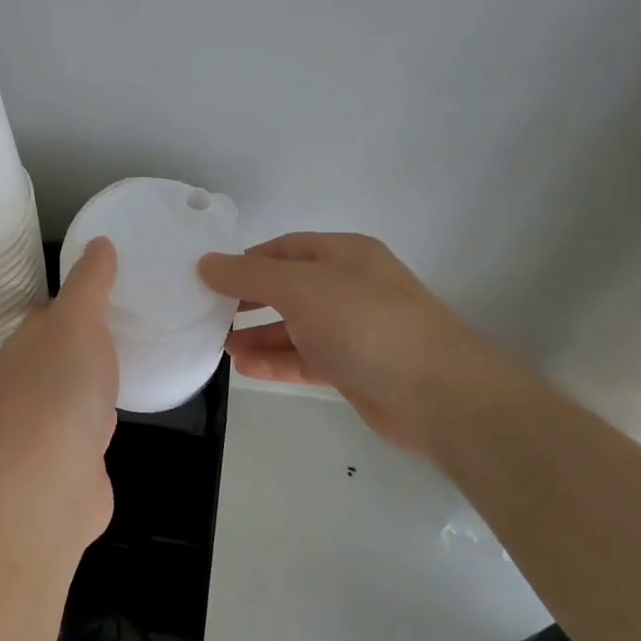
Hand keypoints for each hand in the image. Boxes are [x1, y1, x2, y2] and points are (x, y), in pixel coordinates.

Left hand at [0, 237, 119, 545]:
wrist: (53, 479)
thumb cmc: (62, 389)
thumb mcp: (78, 320)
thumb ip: (89, 282)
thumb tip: (98, 243)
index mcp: (21, 345)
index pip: (45, 312)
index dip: (74, 298)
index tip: (108, 288)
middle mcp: (24, 380)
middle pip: (56, 348)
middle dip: (84, 336)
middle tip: (129, 320)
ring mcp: (42, 421)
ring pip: (70, 384)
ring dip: (92, 373)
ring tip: (130, 358)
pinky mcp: (64, 453)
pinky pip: (85, 419)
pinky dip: (101, 409)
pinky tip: (122, 406)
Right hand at [199, 232, 500, 457]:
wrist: (435, 392)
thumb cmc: (364, 324)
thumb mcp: (300, 288)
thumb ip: (249, 276)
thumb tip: (205, 262)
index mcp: (344, 254)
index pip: (284, 248)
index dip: (246, 261)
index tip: (208, 278)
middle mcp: (349, 286)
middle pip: (288, 287)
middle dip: (248, 299)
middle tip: (208, 312)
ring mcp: (353, 329)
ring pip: (295, 326)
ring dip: (257, 334)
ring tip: (218, 344)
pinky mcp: (353, 367)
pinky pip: (305, 358)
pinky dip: (276, 360)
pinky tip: (244, 367)